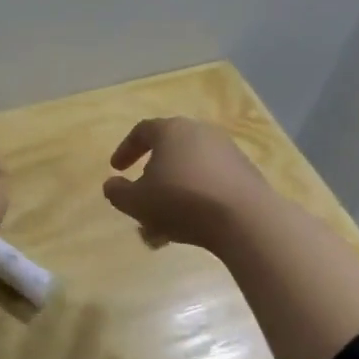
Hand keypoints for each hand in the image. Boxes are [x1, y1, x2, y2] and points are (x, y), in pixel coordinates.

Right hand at [101, 117, 273, 250]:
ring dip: (173, 194)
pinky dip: (196, 200)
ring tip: (164, 225)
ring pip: (189, 171)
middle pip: (168, 152)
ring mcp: (227, 152)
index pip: (142, 131)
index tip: (116, 170)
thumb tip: (112, 184)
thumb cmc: (181, 202)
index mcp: (171, 131)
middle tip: (142, 200)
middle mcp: (200, 133)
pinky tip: (190, 227)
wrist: (245, 219)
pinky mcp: (245, 174)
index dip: (126, 150)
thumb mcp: (136, 202)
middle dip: (152, 178)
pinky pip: (211, 183)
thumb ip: (117, 192)